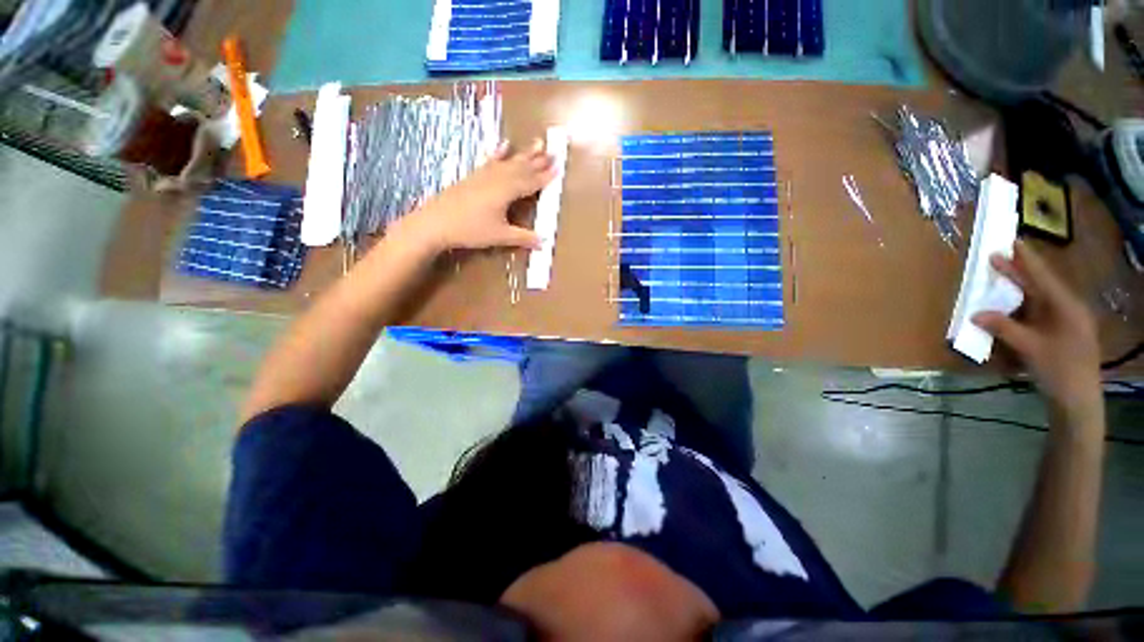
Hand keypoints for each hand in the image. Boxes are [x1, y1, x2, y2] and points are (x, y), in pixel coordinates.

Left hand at [393, 139, 556, 253]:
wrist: (435, 223)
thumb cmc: (470, 230)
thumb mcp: (500, 236)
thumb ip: (523, 237)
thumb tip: (543, 241)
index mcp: (506, 191)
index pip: (531, 182)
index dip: (545, 176)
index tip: (559, 167)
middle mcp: (497, 178)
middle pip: (522, 167)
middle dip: (539, 160)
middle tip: (554, 150)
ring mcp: (484, 175)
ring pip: (509, 162)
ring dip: (524, 154)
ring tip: (537, 143)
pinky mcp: (474, 176)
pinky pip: (490, 161)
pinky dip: (499, 153)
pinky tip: (504, 145)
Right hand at [972, 242, 1102, 424]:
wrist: (1077, 400)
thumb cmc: (1059, 370)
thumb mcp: (1030, 348)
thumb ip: (1004, 328)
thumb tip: (975, 313)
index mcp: (1066, 307)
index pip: (1043, 278)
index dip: (1026, 260)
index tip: (1011, 241)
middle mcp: (1067, 309)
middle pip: (1040, 286)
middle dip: (1019, 273)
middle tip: (997, 257)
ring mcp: (1064, 322)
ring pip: (1038, 300)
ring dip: (1017, 291)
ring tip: (999, 280)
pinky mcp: (1059, 334)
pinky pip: (1037, 314)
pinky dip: (1020, 309)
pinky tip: (1008, 310)